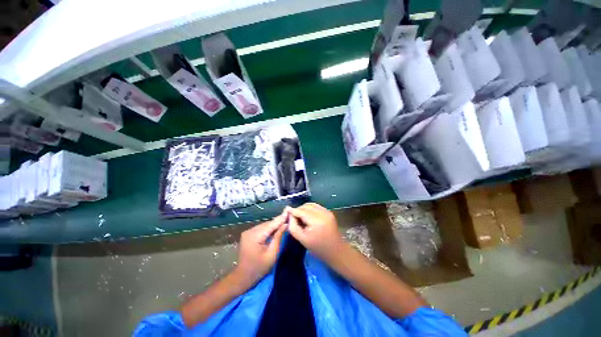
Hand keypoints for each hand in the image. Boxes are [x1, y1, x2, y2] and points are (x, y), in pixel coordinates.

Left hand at [234, 213, 286, 287]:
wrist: (243, 276)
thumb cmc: (259, 268)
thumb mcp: (272, 254)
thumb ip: (278, 237)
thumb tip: (285, 224)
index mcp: (255, 236)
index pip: (271, 224)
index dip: (281, 218)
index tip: (289, 211)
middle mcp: (250, 231)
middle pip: (267, 224)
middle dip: (278, 221)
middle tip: (288, 218)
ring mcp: (247, 232)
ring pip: (264, 225)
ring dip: (273, 225)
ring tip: (284, 222)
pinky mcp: (248, 234)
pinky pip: (261, 228)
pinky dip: (268, 228)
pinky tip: (275, 228)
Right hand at [286, 203, 344, 263]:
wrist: (336, 251)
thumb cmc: (318, 248)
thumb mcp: (302, 239)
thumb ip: (293, 226)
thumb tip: (289, 214)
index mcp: (316, 221)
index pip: (301, 211)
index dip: (292, 211)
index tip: (286, 212)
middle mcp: (322, 213)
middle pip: (306, 206)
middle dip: (298, 210)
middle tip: (293, 217)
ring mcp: (327, 211)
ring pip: (311, 204)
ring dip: (304, 208)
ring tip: (300, 217)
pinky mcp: (329, 212)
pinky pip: (316, 206)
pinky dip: (310, 209)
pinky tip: (308, 216)